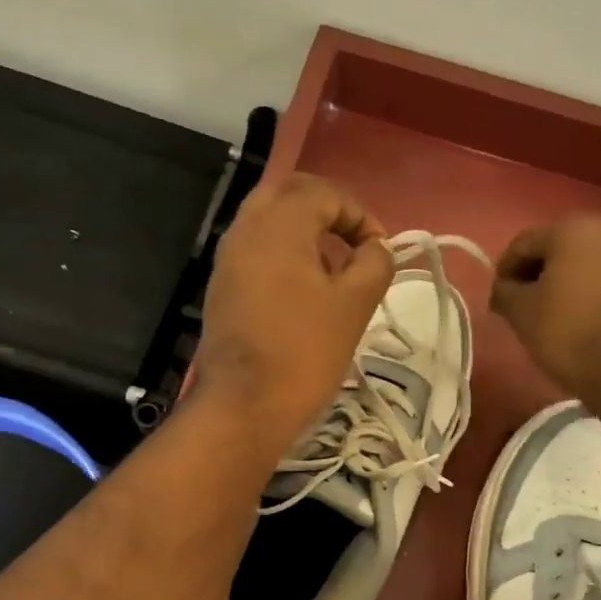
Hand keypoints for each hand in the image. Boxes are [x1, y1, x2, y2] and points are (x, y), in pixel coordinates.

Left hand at [197, 174, 394, 459]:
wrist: (243, 406)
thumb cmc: (304, 352)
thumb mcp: (355, 305)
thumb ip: (374, 263)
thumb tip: (376, 247)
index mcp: (280, 222)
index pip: (325, 193)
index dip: (360, 216)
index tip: (380, 251)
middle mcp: (246, 228)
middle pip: (289, 195)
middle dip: (326, 212)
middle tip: (352, 245)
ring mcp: (226, 259)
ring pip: (267, 222)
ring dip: (302, 233)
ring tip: (331, 270)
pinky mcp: (220, 288)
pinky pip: (254, 252)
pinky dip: (280, 255)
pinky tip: (300, 291)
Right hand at [490, 213, 600, 400]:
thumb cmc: (566, 331)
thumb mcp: (520, 312)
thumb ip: (504, 292)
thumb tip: (504, 288)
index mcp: (571, 229)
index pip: (523, 243)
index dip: (504, 270)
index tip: (498, 298)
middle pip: (557, 247)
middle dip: (535, 273)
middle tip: (521, 304)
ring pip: (583, 262)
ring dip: (562, 281)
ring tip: (549, 312)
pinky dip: (586, 290)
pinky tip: (577, 316)